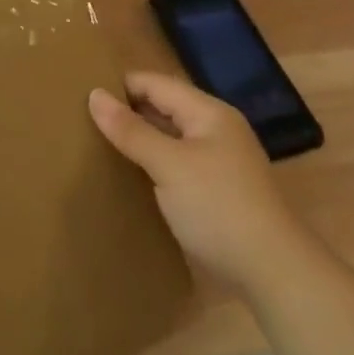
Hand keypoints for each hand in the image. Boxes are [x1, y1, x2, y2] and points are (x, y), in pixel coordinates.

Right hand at [89, 71, 317, 292]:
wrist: (273, 272)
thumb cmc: (219, 207)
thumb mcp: (168, 165)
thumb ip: (131, 130)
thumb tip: (94, 95)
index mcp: (208, 113)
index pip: (154, 83)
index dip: (119, 86)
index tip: (79, 96)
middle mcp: (215, 129)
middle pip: (162, 107)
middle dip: (126, 111)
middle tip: (81, 120)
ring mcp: (218, 160)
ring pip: (167, 136)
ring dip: (138, 139)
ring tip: (96, 144)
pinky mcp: (215, 189)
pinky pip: (174, 162)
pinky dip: (151, 163)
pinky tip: (128, 174)